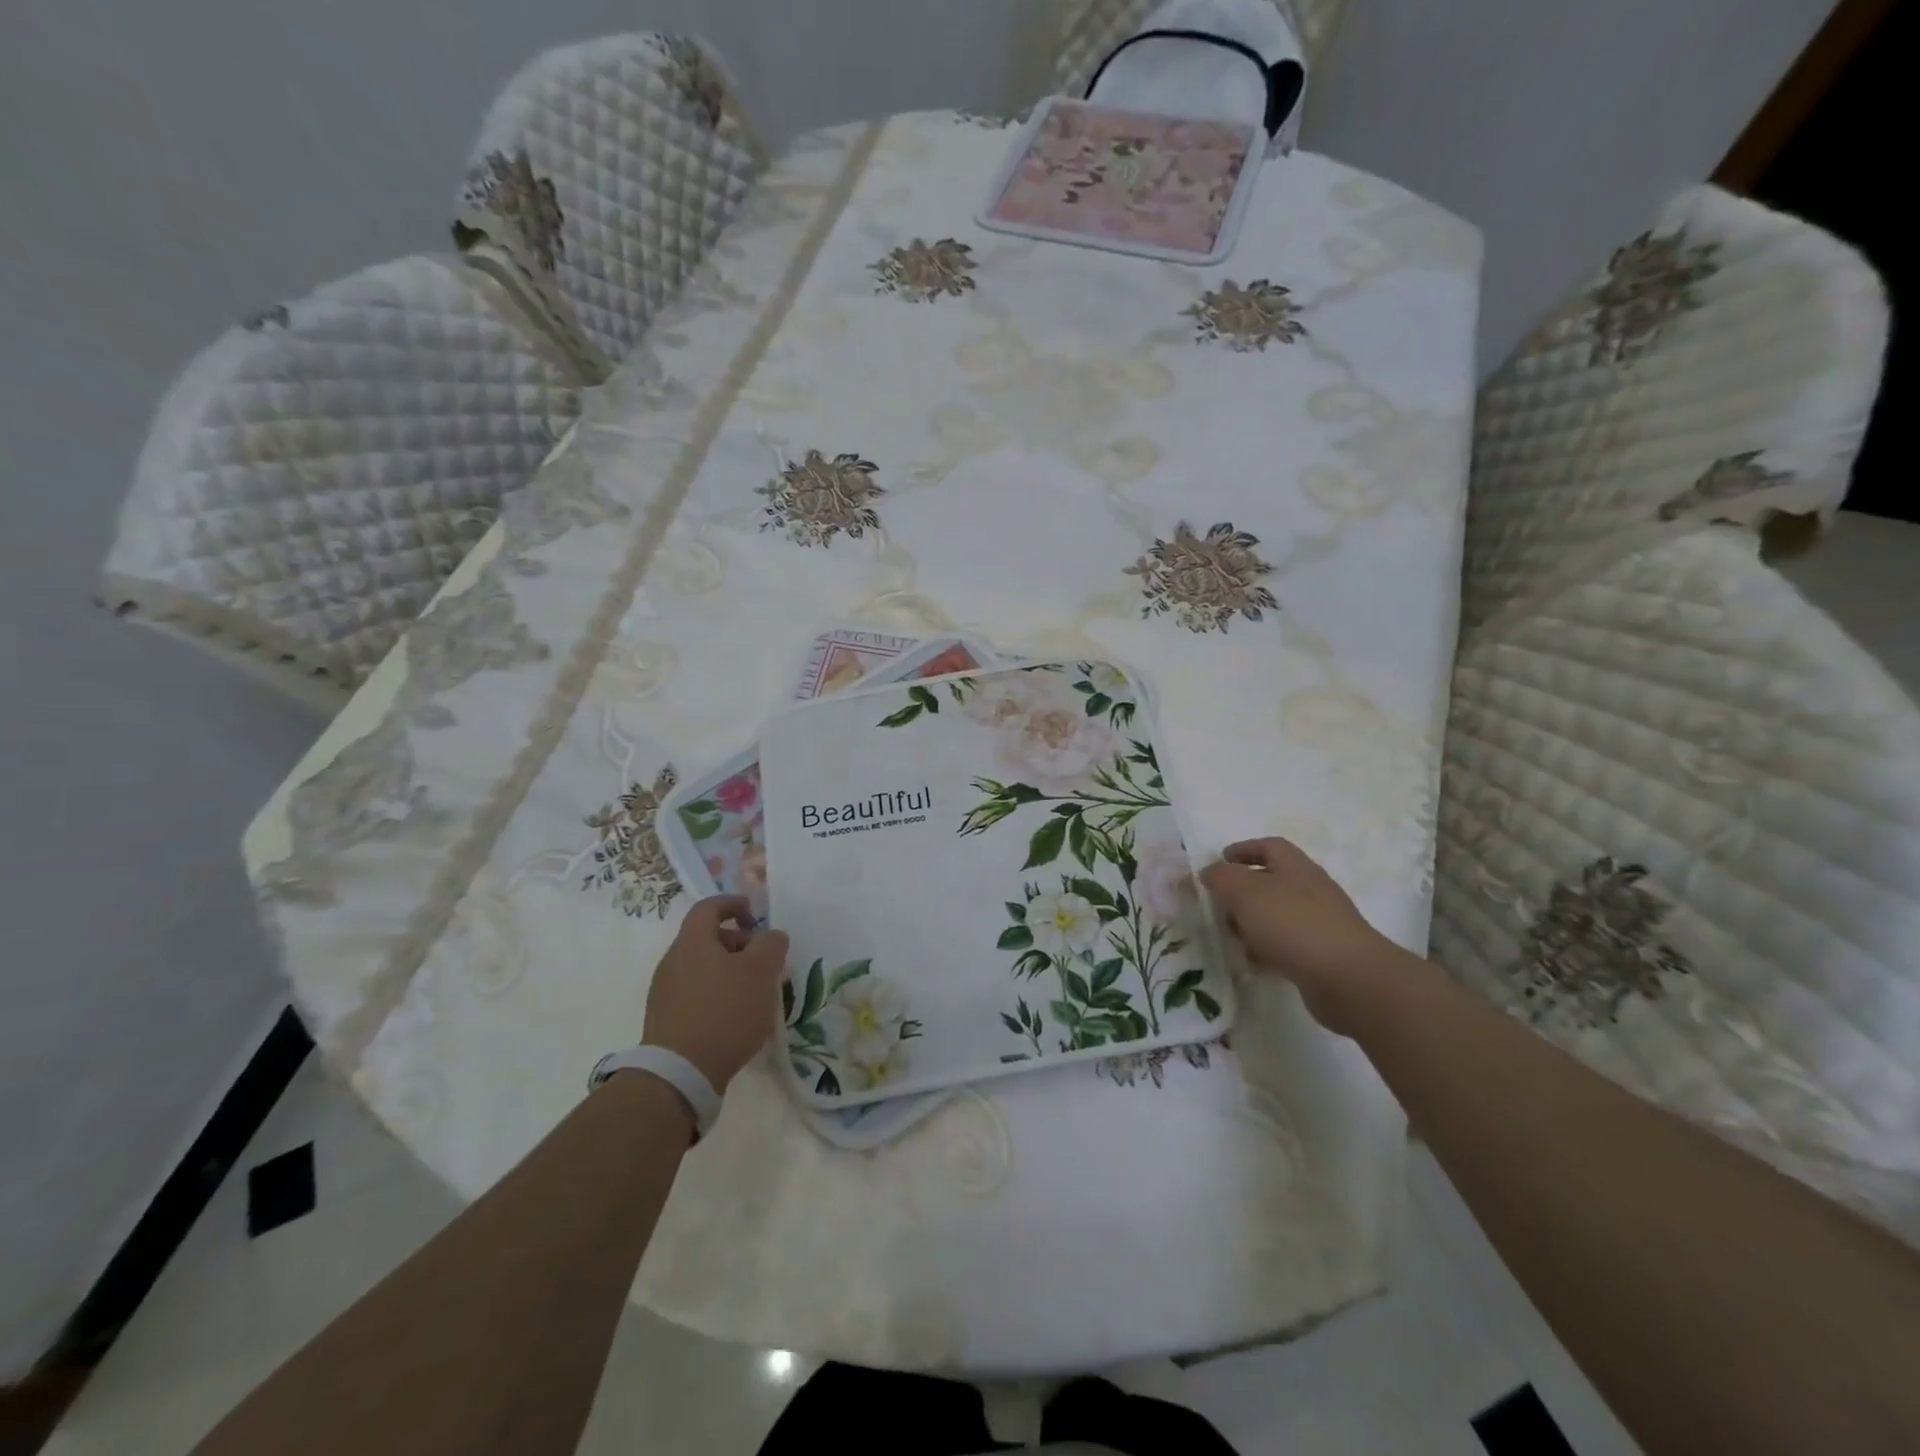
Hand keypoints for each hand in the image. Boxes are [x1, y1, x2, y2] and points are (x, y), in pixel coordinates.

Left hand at [643, 895, 789, 1090]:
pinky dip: (718, 995)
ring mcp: (665, 993)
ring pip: (703, 968)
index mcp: (692, 943)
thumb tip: (770, 936)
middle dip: (739, 944)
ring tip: (755, 993)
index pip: (709, 907)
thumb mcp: (760, 971)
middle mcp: (673, 962)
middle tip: (764, 962)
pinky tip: (736, 1018)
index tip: (755, 914)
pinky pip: (696, 994)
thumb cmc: (724, 1011)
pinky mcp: (666, 1021)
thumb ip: (771, 945)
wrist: (680, 1074)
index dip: (733, 904)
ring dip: (730, 972)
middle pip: (707, 939)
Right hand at [1200, 838, 1415, 1035]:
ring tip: (1231, 936)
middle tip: (1219, 903)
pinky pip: (1288, 945)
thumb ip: (1222, 878)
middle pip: (1273, 881)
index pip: (1270, 846)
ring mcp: (1321, 923)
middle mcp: (1311, 890)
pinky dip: (1268, 949)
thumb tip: (1210, 872)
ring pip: (1279, 914)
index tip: (1220, 860)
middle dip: (1243, 890)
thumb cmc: (1294, 924)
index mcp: (1296, 867)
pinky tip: (1254, 962)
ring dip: (1253, 922)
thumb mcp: (1246, 892)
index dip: (1244, 849)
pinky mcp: (1324, 955)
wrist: (1350, 979)